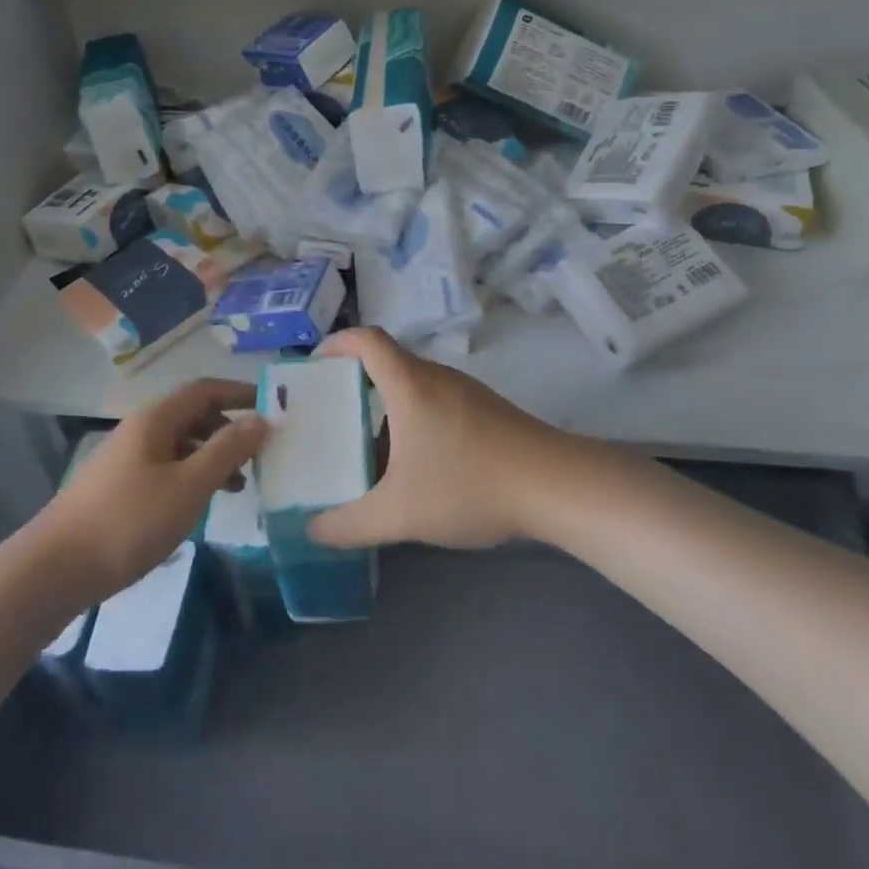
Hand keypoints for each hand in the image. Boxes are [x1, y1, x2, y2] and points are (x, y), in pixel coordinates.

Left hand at [37, 378, 266, 600]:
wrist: (55, 569)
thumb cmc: (129, 522)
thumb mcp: (188, 486)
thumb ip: (226, 450)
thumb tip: (261, 419)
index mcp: (156, 419)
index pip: (206, 390)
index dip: (240, 394)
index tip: (274, 408)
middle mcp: (141, 429)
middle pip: (194, 415)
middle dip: (229, 429)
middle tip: (260, 455)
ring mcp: (127, 458)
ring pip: (181, 444)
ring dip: (212, 457)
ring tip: (238, 486)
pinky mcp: (119, 486)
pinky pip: (166, 467)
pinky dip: (191, 476)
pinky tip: (200, 504)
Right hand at [307, 327, 563, 550]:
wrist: (556, 486)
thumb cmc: (469, 485)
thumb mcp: (399, 514)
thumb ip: (349, 525)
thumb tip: (312, 529)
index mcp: (409, 384)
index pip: (366, 339)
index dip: (335, 343)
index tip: (313, 367)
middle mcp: (436, 376)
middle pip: (388, 360)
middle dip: (354, 378)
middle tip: (331, 411)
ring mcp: (466, 391)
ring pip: (414, 382)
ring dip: (385, 401)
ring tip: (366, 439)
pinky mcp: (487, 410)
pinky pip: (437, 400)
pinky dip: (414, 416)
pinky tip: (417, 460)